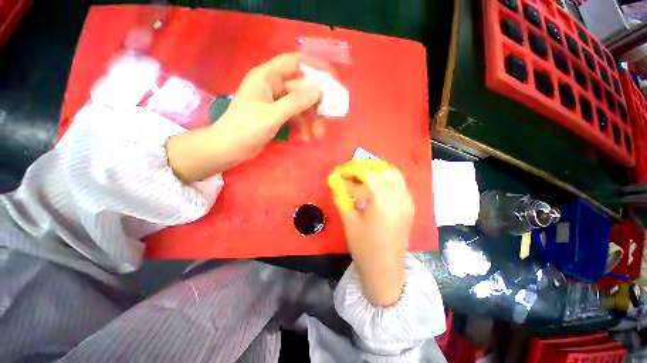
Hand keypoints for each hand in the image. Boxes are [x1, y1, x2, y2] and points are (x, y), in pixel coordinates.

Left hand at [167, 53, 324, 182]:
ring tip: (317, 134)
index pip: (294, 63)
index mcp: (266, 77)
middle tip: (327, 116)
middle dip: (315, 103)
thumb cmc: (246, 129)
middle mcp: (272, 86)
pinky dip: (302, 125)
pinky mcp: (276, 116)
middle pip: (301, 88)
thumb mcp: (272, 115)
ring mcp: (275, 102)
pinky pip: (294, 116)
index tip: (331, 78)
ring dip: (310, 118)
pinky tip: (306, 137)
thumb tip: (319, 91)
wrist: (229, 148)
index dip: (314, 67)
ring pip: (299, 105)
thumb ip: (295, 102)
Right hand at [329, 160, 413, 306]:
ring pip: (393, 173)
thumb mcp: (349, 221)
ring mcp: (407, 200)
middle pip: (382, 169)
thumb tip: (334, 179)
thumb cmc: (364, 248)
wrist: (386, 270)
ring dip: (376, 170)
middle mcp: (399, 195)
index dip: (352, 169)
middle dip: (364, 166)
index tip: (339, 172)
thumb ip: (342, 196)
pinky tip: (373, 186)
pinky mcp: (409, 206)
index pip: (368, 172)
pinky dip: (385, 178)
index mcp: (384, 200)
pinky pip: (398, 183)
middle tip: (349, 173)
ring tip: (360, 177)